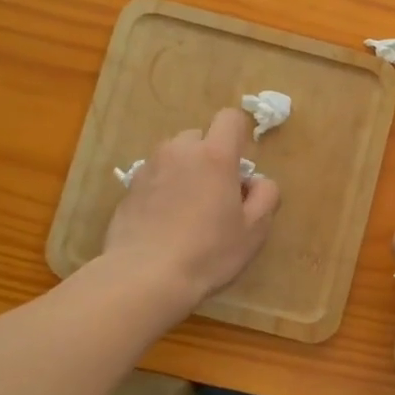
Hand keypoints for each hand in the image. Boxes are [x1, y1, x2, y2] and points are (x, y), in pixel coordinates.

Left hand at [104, 108, 280, 313]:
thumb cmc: (208, 252)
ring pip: (174, 156)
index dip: (239, 134)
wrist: (144, 276)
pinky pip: (154, 176)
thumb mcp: (254, 230)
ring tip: (188, 209)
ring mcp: (150, 167)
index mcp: (214, 155)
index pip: (230, 118)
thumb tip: (257, 182)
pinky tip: (165, 221)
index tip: (241, 166)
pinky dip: (163, 188)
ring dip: (185, 170)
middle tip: (216, 194)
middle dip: (210, 156)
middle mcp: (179, 151)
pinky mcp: (129, 187)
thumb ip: (266, 196)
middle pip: (200, 137)